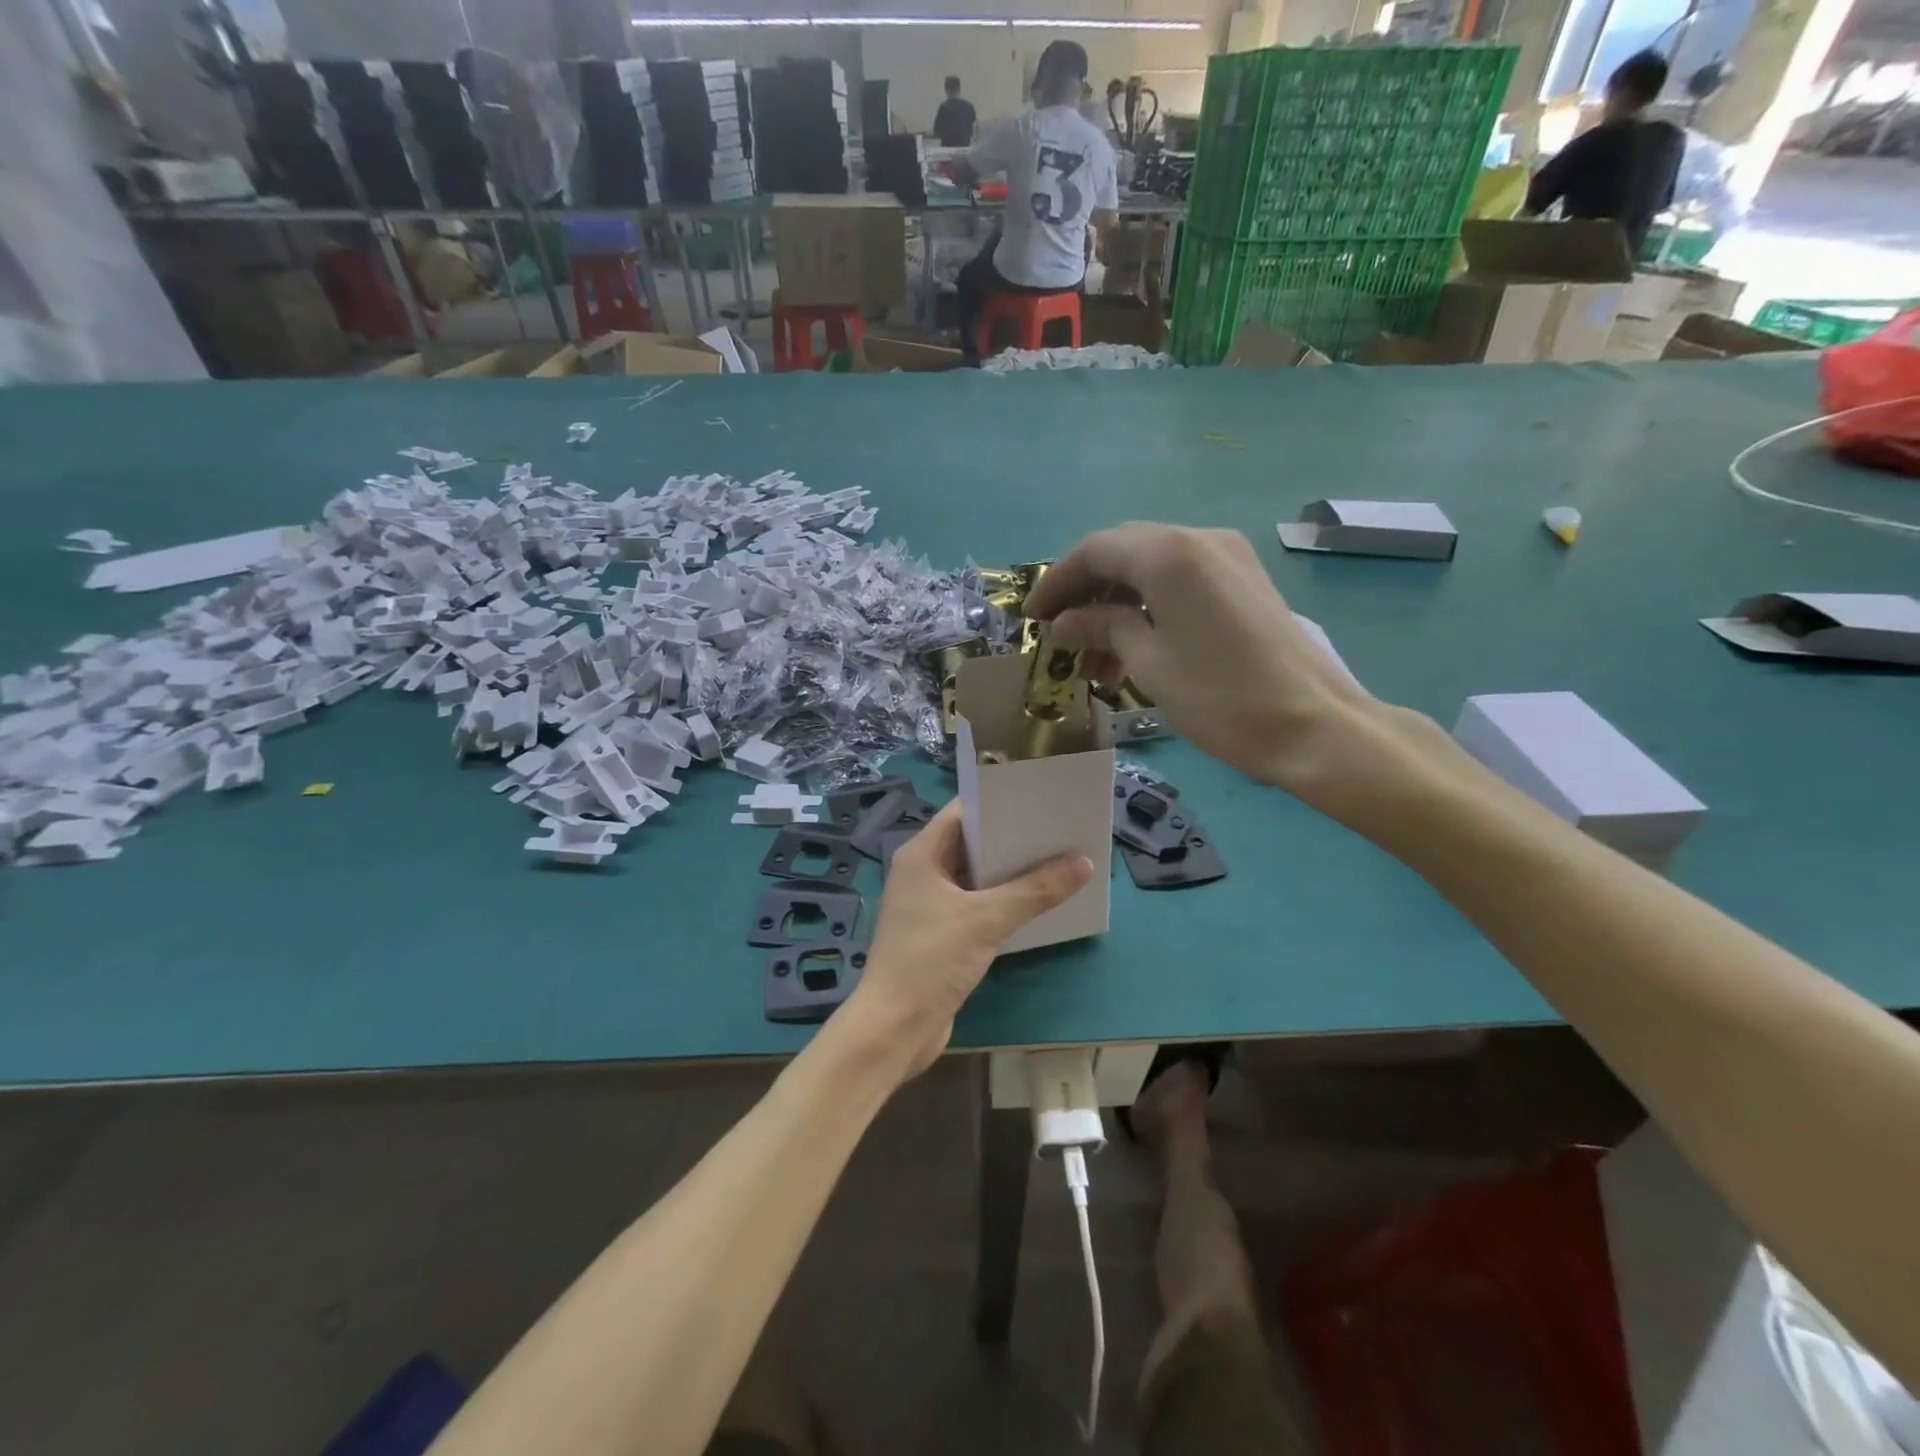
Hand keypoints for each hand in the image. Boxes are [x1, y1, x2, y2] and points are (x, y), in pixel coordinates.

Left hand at [847, 802, 1091, 1079]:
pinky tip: (1037, 902)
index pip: (963, 812)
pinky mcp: (940, 934)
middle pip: (972, 843)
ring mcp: (929, 905)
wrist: (894, 1029)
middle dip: (1013, 838)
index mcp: (921, 855)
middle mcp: (922, 872)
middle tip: (1059, 829)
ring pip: (976, 877)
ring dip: (1011, 872)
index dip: (1000, 801)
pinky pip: (976, 905)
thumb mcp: (987, 920)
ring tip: (1058, 860)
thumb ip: (1035, 890)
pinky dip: (1002, 901)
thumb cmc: (931, 960)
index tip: (1040, 797)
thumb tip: (1083, 863)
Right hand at [1025, 524, 1388, 803]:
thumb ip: (1102, 628)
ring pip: (1152, 569)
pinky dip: (1150, 607)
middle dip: (1086, 592)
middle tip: (1060, 635)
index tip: (1032, 619)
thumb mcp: (1148, 663)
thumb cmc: (1220, 697)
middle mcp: (1198, 539)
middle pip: (1123, 553)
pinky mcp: (1244, 581)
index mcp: (1168, 554)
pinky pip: (1181, 581)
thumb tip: (1065, 621)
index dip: (1056, 583)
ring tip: (1095, 657)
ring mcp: (1227, 557)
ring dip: (1117, 604)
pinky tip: (1134, 647)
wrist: (1314, 725)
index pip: (1094, 551)